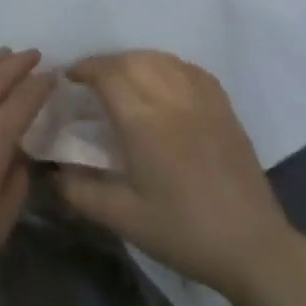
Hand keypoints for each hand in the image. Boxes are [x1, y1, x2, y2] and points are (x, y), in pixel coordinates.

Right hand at [56, 51, 300, 300]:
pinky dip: (167, 67)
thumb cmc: (181, 231)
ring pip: (163, 59)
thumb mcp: (120, 217)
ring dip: (135, 61)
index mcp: (144, 122)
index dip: (84, 69)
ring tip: (122, 80)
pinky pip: (190, 70)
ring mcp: (204, 101)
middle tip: (90, 82)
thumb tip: (54, 169)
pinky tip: (161, 83)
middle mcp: (173, 99)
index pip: (108, 73)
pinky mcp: (225, 109)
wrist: (251, 247)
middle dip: (106, 63)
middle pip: (133, 60)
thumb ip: (78, 189)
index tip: (68, 80)